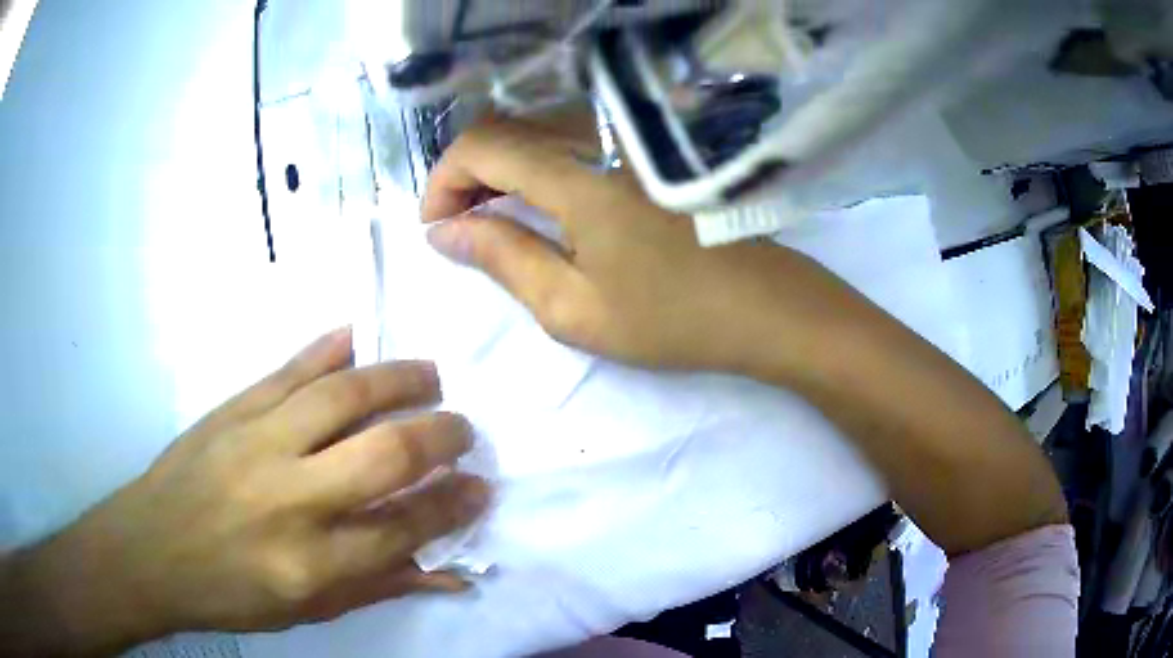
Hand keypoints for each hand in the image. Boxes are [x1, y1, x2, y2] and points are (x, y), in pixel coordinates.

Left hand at [5, 328, 489, 655]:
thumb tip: (451, 572)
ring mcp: (258, 442)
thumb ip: (381, 586)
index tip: (479, 487)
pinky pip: (291, 368)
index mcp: (311, 563)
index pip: (404, 528)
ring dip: (398, 378)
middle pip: (384, 454)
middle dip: (440, 436)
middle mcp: (290, 498)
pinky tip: (360, 335)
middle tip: (463, 429)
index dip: (452, 505)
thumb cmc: (231, 594)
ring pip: (343, 395)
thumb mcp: (308, 611)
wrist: (150, 549)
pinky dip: (332, 347)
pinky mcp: (233, 407)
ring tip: (430, 376)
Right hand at [422, 119, 865, 377]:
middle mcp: (602, 147)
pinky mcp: (647, 163)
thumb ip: (502, 259)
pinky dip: (535, 170)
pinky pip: (572, 147)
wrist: (766, 310)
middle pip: (509, 131)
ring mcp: (630, 151)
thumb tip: (442, 232)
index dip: (445, 179)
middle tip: (455, 227)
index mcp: (579, 180)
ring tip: (488, 219)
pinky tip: (536, 207)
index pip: (484, 146)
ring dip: (499, 170)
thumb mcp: (573, 308)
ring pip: (539, 135)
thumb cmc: (671, 320)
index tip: (434, 227)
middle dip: (466, 174)